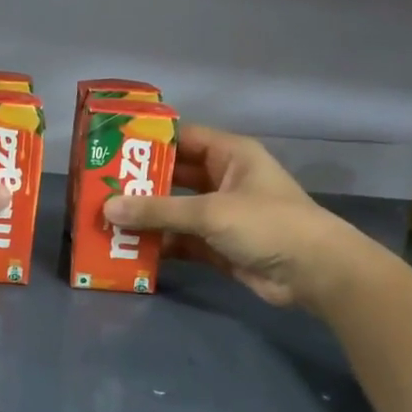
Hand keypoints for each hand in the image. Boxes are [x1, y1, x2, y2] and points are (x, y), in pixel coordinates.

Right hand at [102, 124, 369, 311]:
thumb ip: (159, 210)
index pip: (182, 138)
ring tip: (105, 221)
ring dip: (146, 218)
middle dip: (140, 185)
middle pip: (174, 177)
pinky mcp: (219, 247)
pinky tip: (129, 249)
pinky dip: (160, 245)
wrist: (313, 273)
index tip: (111, 148)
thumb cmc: (267, 224)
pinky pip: (181, 241)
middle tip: (98, 189)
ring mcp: (221, 215)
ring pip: (175, 212)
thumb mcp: (210, 211)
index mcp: (230, 155)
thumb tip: (107, 208)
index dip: (148, 142)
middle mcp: (224, 180)